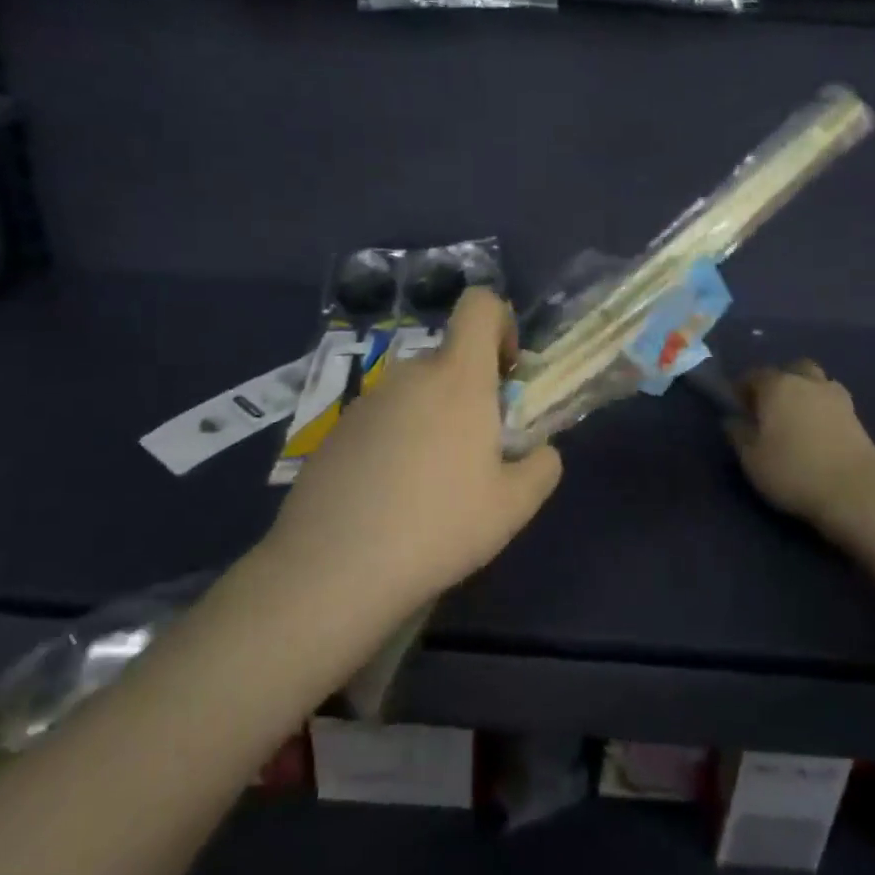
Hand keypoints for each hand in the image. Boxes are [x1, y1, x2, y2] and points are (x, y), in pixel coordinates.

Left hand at [269, 288, 562, 601]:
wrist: (333, 568)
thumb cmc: (439, 526)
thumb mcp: (514, 506)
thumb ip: (541, 466)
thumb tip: (539, 451)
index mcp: (458, 377)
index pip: (480, 305)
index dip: (502, 324)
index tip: (508, 375)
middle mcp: (409, 375)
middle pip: (450, 358)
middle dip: (472, 392)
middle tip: (478, 453)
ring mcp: (366, 401)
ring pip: (416, 392)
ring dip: (434, 419)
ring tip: (433, 485)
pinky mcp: (335, 430)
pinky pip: (382, 419)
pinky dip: (397, 441)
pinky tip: (391, 498)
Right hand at [730, 361, 874, 537]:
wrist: (856, 492)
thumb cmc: (793, 471)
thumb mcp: (752, 459)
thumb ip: (738, 434)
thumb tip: (734, 419)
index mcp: (777, 386)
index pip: (754, 375)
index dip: (742, 389)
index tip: (737, 407)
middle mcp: (808, 382)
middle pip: (792, 370)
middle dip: (779, 382)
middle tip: (770, 408)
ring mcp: (837, 397)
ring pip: (816, 383)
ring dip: (805, 393)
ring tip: (797, 420)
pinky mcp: (857, 417)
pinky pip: (833, 403)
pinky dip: (823, 410)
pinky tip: (818, 432)